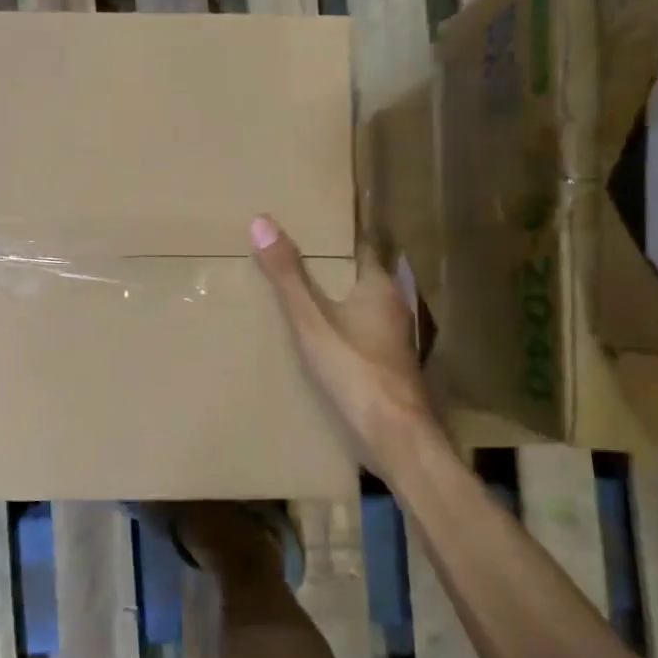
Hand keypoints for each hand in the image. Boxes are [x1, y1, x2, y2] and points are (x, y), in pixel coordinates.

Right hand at [250, 214, 436, 468]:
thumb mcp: (312, 321)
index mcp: (379, 287)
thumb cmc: (356, 371)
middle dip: (328, 267)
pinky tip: (314, 339)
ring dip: (333, 300)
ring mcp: (391, 340)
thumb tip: (262, 220)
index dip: (336, 235)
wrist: (395, 437)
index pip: (360, 246)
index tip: (308, 223)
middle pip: (357, 277)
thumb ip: (288, 276)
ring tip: (294, 294)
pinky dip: (337, 329)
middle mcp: (391, 308)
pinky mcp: (385, 367)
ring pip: (358, 307)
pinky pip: (357, 335)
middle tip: (290, 255)